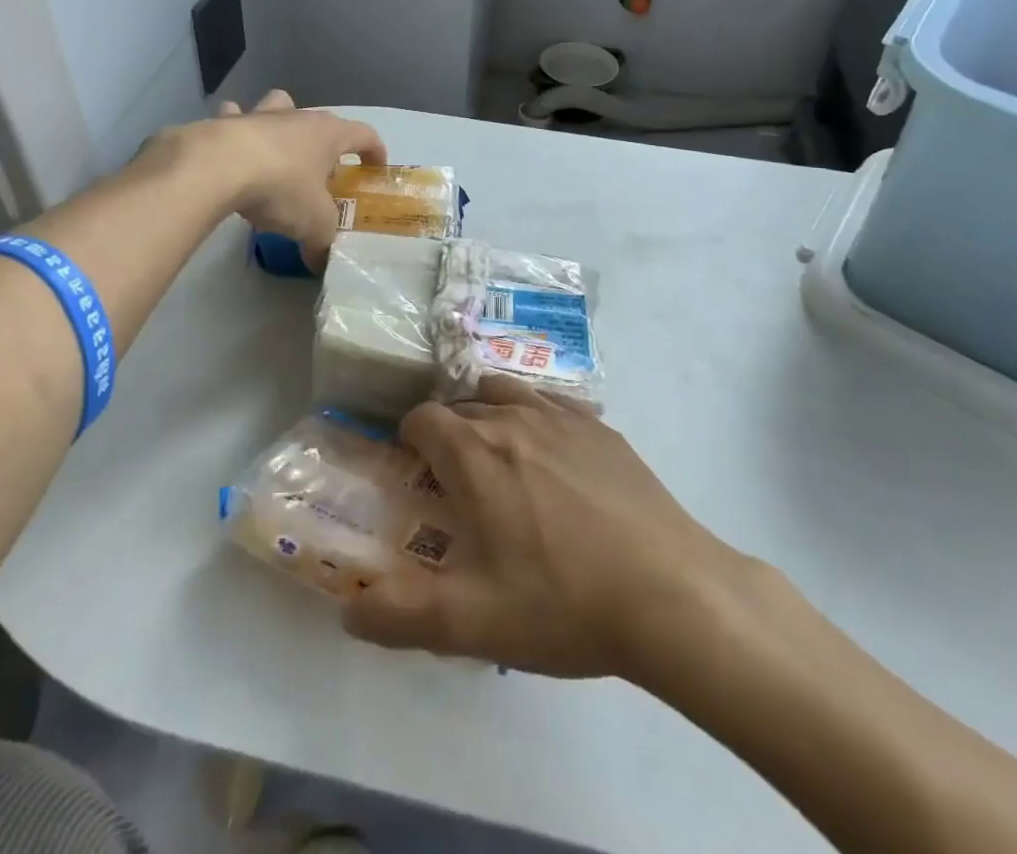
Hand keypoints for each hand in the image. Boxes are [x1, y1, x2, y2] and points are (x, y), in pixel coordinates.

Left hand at [195, 91, 385, 265]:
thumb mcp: (314, 224)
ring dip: (282, 121)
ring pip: (280, 105)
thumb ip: (323, 242)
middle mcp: (299, 117)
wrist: (218, 168)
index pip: (365, 134)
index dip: (375, 151)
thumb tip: (321, 262)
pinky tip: (230, 149)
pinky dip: (234, 128)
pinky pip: (234, 117)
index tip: (375, 168)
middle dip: (327, 144)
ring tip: (278, 147)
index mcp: (329, 135)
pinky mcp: (225, 122)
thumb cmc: (281, 188)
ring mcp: (261, 115)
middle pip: (322, 121)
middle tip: (323, 172)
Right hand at [344, 377, 743, 679]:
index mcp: (473, 452)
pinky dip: (538, 417)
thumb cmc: (562, 603)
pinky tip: (553, 457)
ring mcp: (563, 416)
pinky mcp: (602, 427)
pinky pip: (554, 403)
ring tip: (500, 460)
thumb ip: (398, 616)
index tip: (415, 477)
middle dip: (448, 435)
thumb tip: (346, 610)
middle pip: (462, 406)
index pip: (421, 419)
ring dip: (490, 415)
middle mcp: (513, 418)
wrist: (669, 593)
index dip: (409, 443)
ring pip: (508, 393)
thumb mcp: (470, 623)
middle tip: (456, 484)